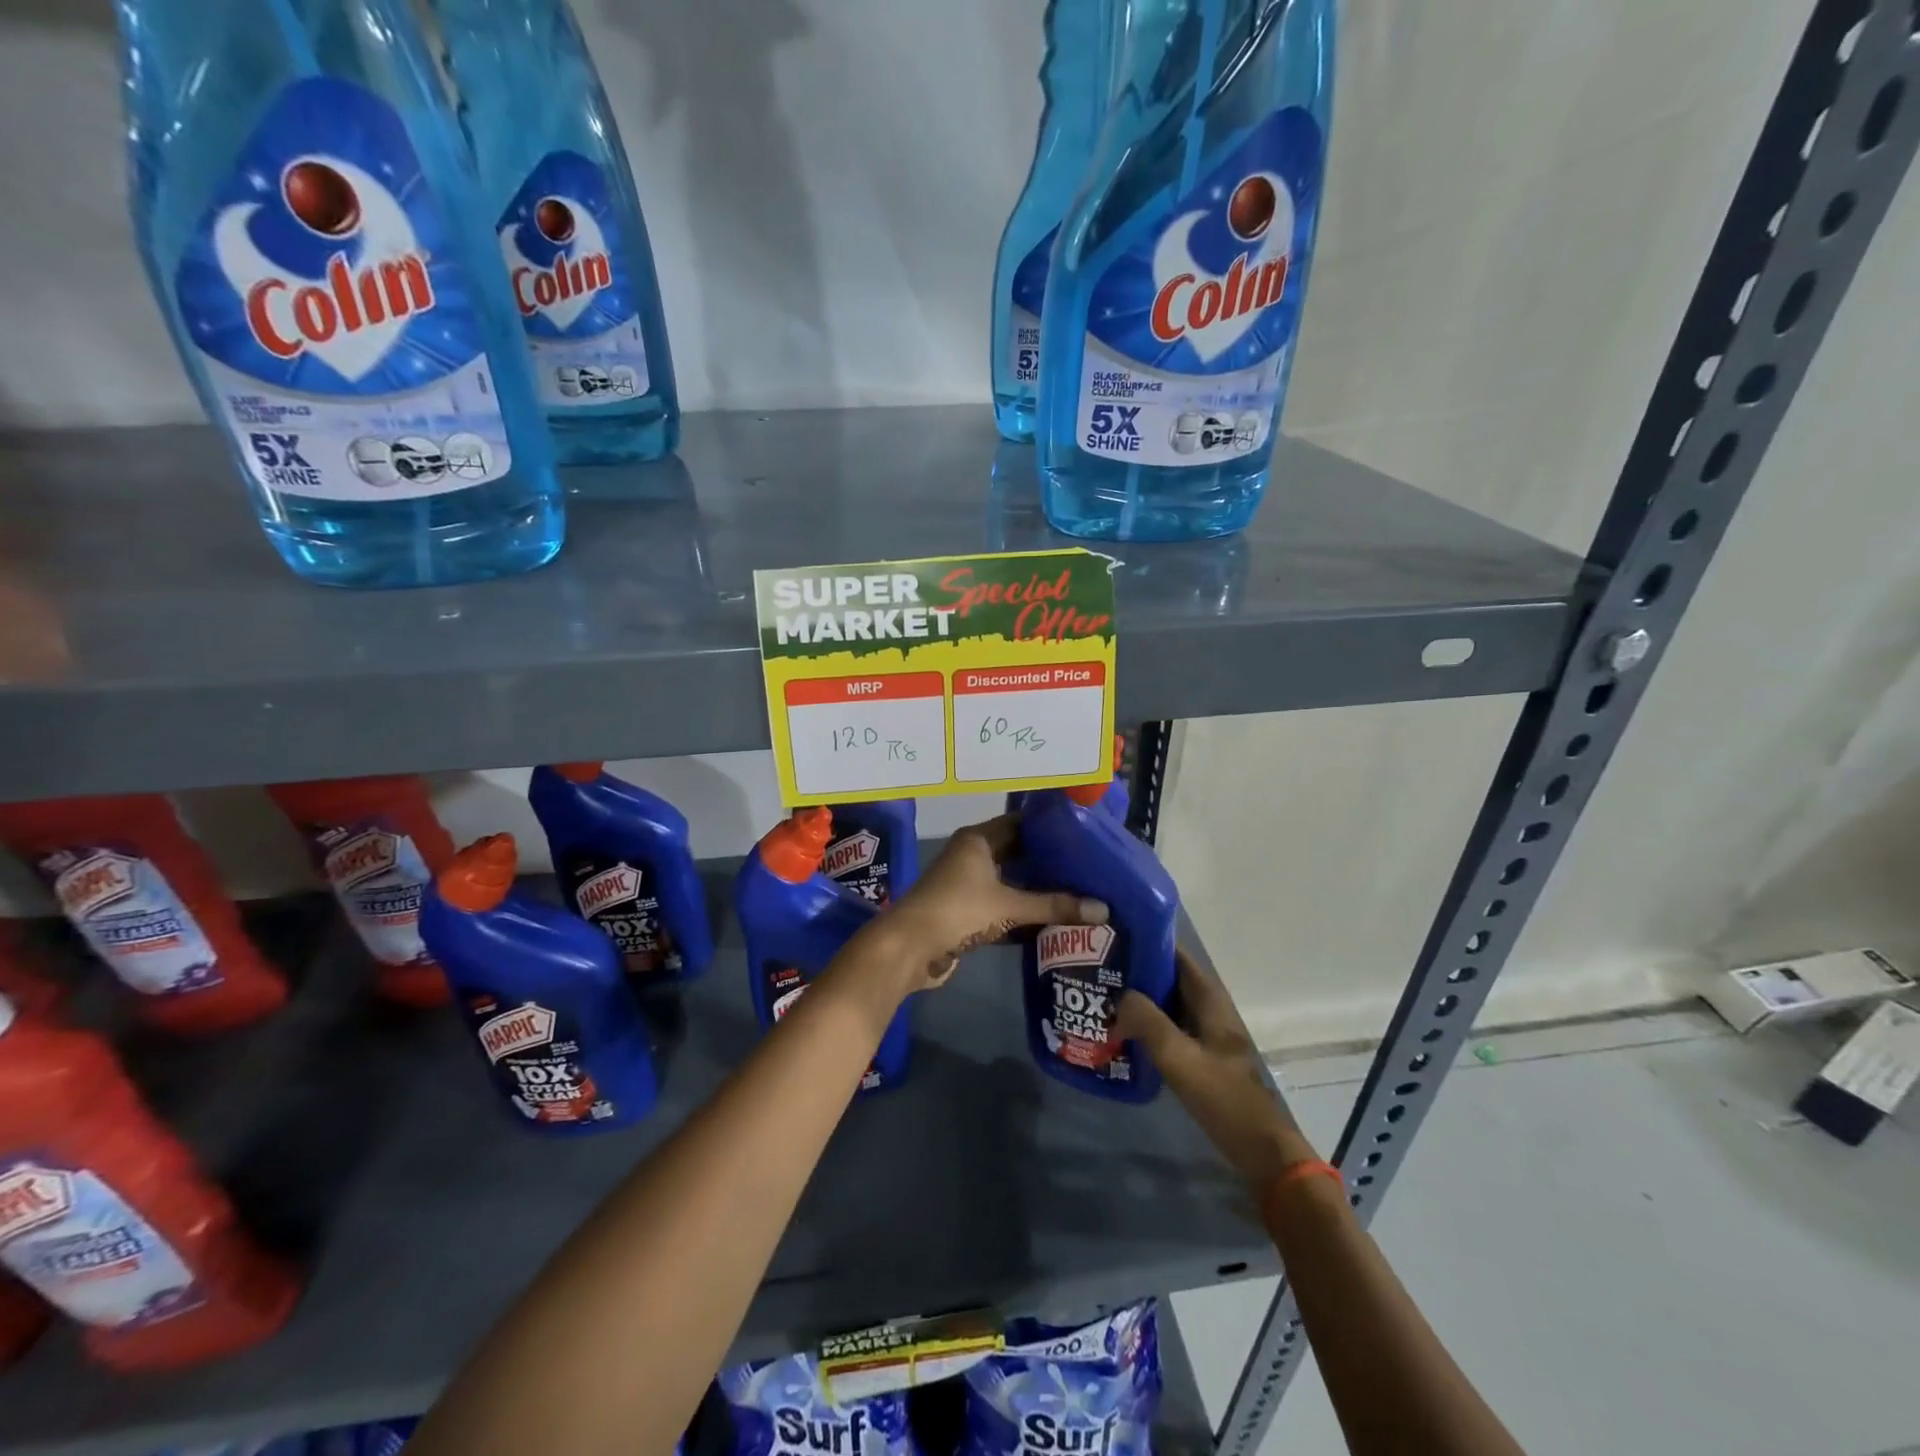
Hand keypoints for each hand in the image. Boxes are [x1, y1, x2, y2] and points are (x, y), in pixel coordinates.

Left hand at [884, 815, 1107, 992]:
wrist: (909, 948)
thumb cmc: (957, 910)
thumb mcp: (1009, 905)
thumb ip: (1054, 906)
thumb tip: (1103, 910)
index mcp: (978, 840)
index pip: (1020, 824)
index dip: (1049, 829)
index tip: (1082, 835)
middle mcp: (972, 856)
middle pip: (1017, 855)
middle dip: (1048, 863)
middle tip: (1088, 868)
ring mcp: (967, 886)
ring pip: (1010, 884)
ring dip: (1037, 892)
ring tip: (1079, 894)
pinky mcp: (966, 914)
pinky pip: (1002, 908)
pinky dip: (1023, 915)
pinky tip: (1052, 924)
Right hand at [1115, 948, 1317, 1188]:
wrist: (1260, 1149)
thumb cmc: (1223, 1097)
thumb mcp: (1179, 1057)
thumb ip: (1148, 1021)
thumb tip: (1120, 996)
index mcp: (1209, 998)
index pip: (1174, 954)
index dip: (1145, 942)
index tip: (1111, 939)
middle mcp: (1208, 1007)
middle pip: (1167, 977)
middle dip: (1135, 972)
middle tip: (1096, 970)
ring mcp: (1205, 1032)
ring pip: (1165, 1003)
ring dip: (1138, 1000)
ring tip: (1101, 997)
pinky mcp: (1200, 1054)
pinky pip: (1168, 1027)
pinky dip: (1146, 1024)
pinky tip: (1120, 1032)